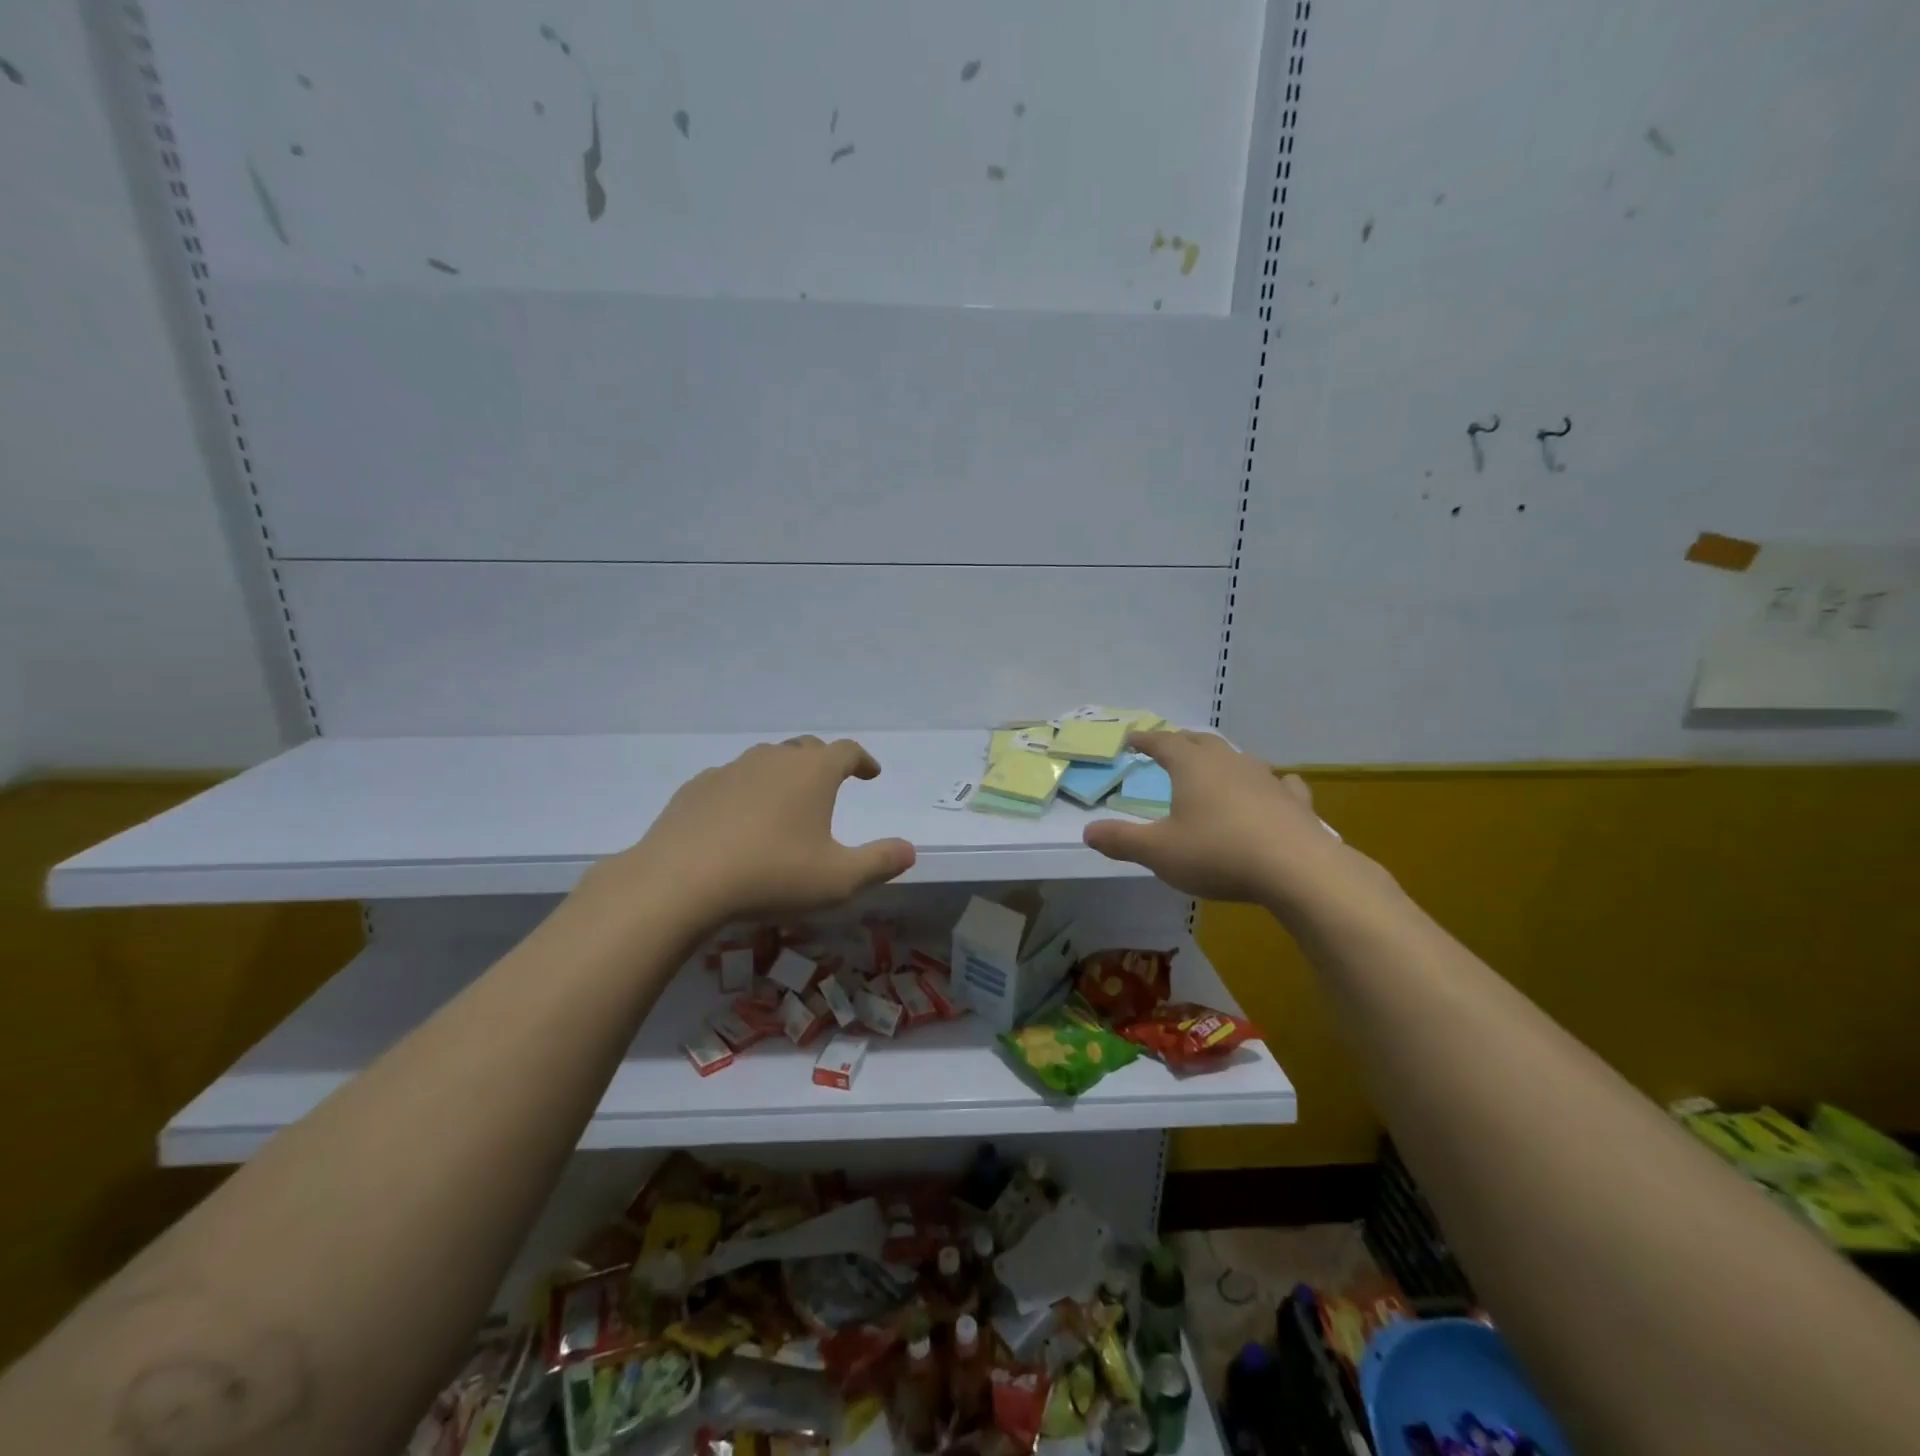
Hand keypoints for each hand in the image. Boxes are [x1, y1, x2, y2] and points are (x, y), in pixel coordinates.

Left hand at [583, 736, 916, 930]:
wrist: (679, 881)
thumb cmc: (771, 875)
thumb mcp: (838, 879)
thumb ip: (879, 863)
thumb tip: (909, 850)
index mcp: (812, 772)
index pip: (847, 751)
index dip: (863, 760)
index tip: (871, 773)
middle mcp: (773, 759)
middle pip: (806, 748)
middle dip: (824, 762)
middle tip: (832, 783)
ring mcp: (731, 770)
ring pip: (767, 761)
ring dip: (783, 775)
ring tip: (786, 803)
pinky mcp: (697, 788)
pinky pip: (732, 781)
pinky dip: (746, 792)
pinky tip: (739, 820)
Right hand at [1082, 731, 1370, 914]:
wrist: (1296, 869)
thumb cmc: (1218, 854)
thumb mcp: (1159, 852)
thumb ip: (1122, 840)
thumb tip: (1089, 832)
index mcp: (1192, 767)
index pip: (1163, 743)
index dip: (1145, 740)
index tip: (1132, 738)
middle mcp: (1228, 763)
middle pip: (1200, 742)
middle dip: (1181, 742)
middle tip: (1169, 745)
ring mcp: (1265, 778)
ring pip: (1238, 758)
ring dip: (1221, 759)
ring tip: (1213, 767)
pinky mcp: (1293, 801)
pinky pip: (1279, 783)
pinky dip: (1269, 783)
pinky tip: (1275, 789)